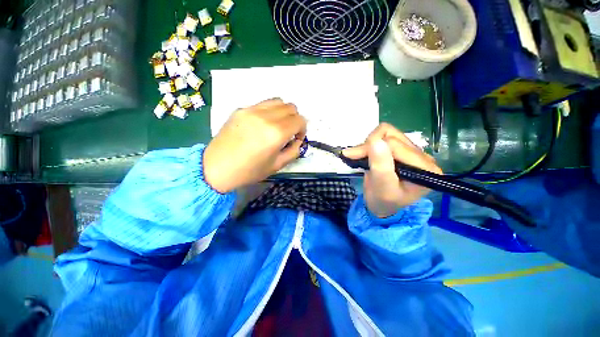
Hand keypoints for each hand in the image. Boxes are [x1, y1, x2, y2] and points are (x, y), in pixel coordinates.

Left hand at [204, 98, 306, 192]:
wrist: (216, 168)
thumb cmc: (249, 171)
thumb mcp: (277, 165)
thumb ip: (293, 151)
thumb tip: (297, 140)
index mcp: (276, 133)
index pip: (300, 120)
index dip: (302, 130)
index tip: (296, 139)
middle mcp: (266, 117)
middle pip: (291, 107)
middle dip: (295, 120)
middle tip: (288, 133)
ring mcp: (251, 110)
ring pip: (278, 101)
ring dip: (284, 112)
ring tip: (277, 125)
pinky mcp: (241, 109)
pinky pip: (263, 104)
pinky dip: (270, 111)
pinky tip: (263, 124)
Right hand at [343, 123, 441, 217]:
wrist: (382, 205)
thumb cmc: (383, 201)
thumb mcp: (382, 187)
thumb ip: (381, 166)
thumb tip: (376, 141)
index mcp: (424, 167)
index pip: (395, 144)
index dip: (371, 148)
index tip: (352, 156)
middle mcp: (422, 156)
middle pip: (392, 136)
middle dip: (369, 146)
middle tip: (354, 157)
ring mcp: (411, 151)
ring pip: (387, 132)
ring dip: (370, 144)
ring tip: (361, 157)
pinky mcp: (401, 149)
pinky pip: (385, 136)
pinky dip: (371, 144)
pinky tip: (367, 155)